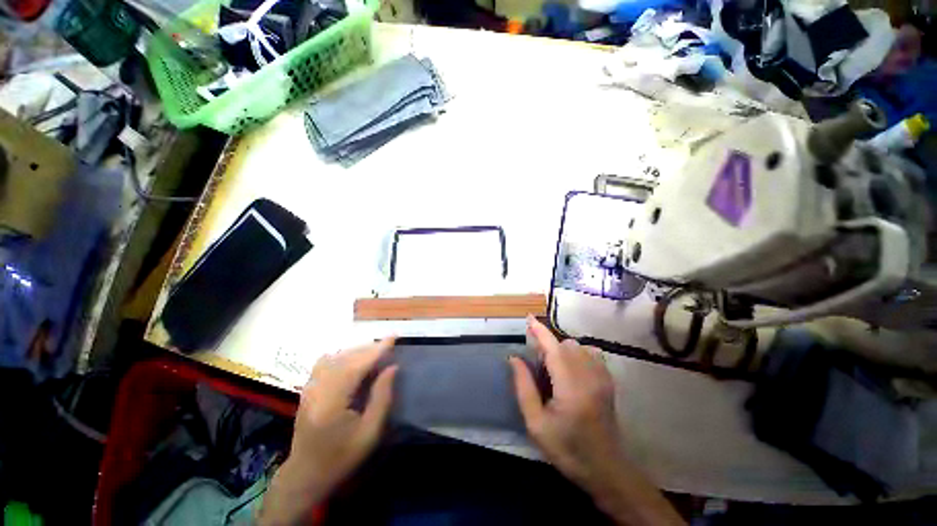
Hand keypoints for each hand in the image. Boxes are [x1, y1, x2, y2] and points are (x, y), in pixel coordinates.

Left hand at [259, 338, 397, 525]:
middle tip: (388, 345)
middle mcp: (317, 390)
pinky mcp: (307, 389)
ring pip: (335, 357)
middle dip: (369, 348)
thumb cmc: (341, 458)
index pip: (357, 366)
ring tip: (374, 352)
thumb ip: (382, 397)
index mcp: (332, 402)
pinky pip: (326, 362)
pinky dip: (343, 356)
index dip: (377, 350)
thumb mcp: (370, 433)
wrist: (305, 476)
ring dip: (357, 351)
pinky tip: (354, 361)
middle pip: (345, 357)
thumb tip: (392, 367)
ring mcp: (309, 388)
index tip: (393, 336)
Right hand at [509, 317, 624, 490]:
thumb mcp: (536, 423)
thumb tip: (514, 358)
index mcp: (570, 387)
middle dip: (547, 345)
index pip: (553, 348)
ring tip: (553, 369)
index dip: (539, 331)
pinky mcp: (608, 380)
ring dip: (561, 349)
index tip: (528, 318)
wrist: (606, 468)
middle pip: (565, 344)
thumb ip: (524, 387)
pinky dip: (577, 353)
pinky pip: (591, 353)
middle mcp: (589, 375)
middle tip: (537, 364)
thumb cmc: (567, 449)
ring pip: (578, 346)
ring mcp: (602, 377)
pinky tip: (571, 368)